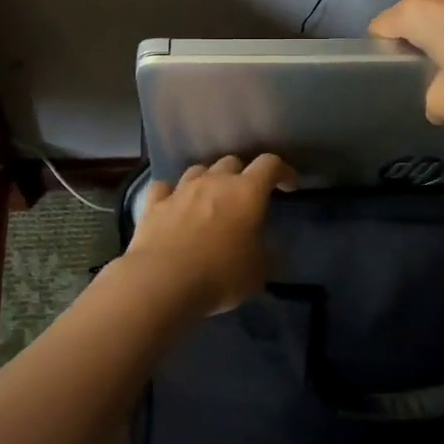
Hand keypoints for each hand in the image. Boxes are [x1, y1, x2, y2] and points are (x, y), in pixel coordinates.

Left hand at [126, 154, 296, 316]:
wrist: (163, 282)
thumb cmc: (220, 275)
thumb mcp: (258, 272)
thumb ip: (266, 253)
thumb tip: (266, 247)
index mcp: (246, 192)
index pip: (270, 165)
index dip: (283, 171)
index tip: (289, 185)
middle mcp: (214, 181)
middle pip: (232, 161)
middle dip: (242, 174)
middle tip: (245, 197)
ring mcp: (181, 190)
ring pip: (198, 170)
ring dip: (208, 180)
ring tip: (210, 199)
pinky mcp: (154, 204)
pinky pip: (164, 188)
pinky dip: (171, 194)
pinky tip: (173, 205)